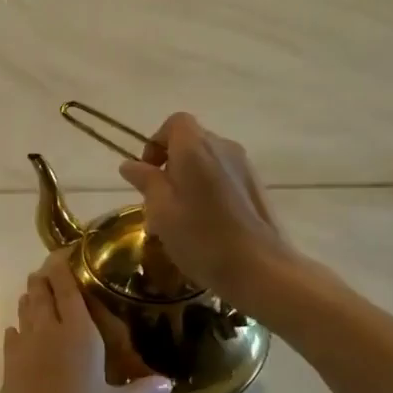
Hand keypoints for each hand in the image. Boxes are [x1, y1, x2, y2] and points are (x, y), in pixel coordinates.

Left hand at [0, 253, 172, 392]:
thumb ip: (144, 391)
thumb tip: (168, 382)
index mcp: (78, 332)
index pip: (67, 288)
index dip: (63, 266)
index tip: (65, 252)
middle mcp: (48, 329)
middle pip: (41, 291)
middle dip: (45, 276)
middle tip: (51, 268)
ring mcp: (24, 345)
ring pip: (25, 309)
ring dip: (31, 297)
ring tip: (36, 291)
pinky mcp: (9, 363)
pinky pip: (12, 335)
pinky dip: (17, 327)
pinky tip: (19, 331)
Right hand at [117, 112, 297, 313]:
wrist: (261, 269)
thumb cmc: (202, 239)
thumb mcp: (162, 211)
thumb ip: (146, 181)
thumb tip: (130, 164)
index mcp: (196, 148)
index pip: (175, 123)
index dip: (156, 142)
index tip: (147, 172)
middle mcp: (223, 148)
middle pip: (191, 141)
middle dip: (171, 164)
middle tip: (158, 200)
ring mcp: (244, 167)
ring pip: (208, 161)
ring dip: (189, 179)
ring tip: (180, 217)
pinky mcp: (256, 187)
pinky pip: (224, 177)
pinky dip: (209, 190)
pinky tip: (205, 224)